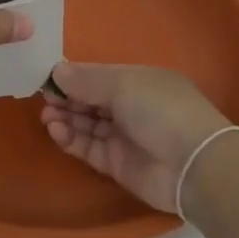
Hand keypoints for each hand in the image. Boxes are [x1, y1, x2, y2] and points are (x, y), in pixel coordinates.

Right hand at [40, 62, 237, 213]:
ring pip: (86, 123)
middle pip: (90, 99)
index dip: (73, 76)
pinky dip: (70, 138)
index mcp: (137, 81)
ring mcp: (123, 136)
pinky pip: (88, 147)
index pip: (98, 75)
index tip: (48, 77)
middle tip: (44, 98)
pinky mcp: (116, 163)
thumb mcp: (123, 84)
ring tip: (47, 116)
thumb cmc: (161, 110)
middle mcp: (130, 106)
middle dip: (66, 97)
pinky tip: (56, 130)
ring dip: (65, 118)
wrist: (194, 166)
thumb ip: (87, 79)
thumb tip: (57, 71)